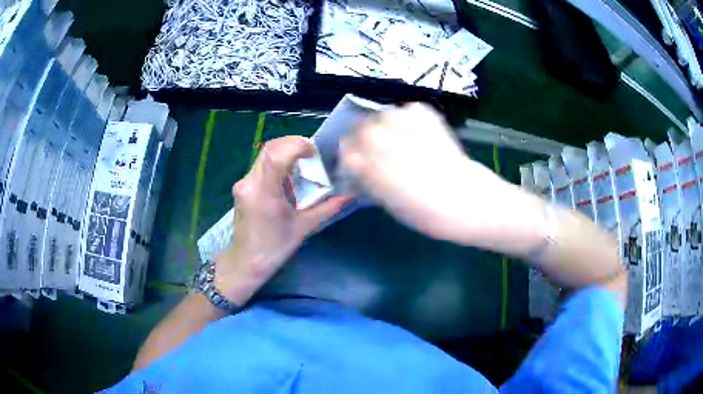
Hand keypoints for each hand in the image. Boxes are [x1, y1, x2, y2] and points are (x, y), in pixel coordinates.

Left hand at [215, 136, 349, 304]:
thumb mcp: (303, 227)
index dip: (296, 146)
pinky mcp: (242, 187)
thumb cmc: (275, 248)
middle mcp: (249, 182)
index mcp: (264, 192)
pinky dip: (276, 163)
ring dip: (284, 153)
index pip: (276, 155)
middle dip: (292, 144)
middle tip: (311, 155)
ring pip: (264, 155)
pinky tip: (287, 177)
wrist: (247, 261)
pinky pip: (260, 165)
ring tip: (302, 165)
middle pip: (270, 149)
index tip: (314, 153)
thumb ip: (327, 208)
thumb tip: (349, 195)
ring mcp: (243, 183)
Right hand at [340, 103, 509, 245]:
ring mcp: (402, 120)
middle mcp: (378, 135)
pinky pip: (408, 111)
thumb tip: (362, 170)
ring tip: (402, 141)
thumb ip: (369, 181)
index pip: (344, 149)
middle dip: (367, 139)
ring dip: (387, 126)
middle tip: (382, 152)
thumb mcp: (387, 204)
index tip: (361, 165)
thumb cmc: (425, 213)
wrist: (467, 200)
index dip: (352, 158)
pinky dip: (410, 120)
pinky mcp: (425, 114)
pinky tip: (419, 134)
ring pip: (383, 115)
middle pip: (360, 127)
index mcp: (364, 161)